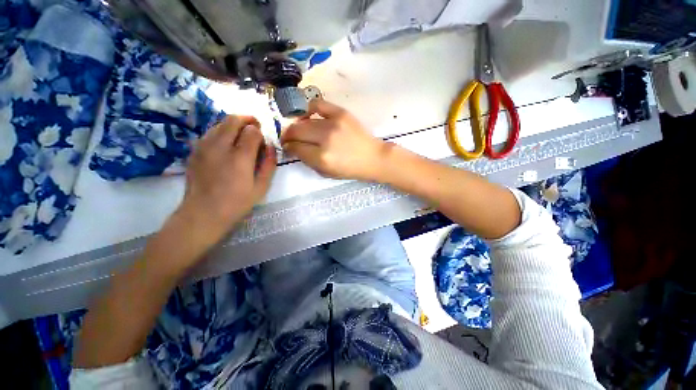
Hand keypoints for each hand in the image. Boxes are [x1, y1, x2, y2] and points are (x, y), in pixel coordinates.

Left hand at [173, 116, 276, 256]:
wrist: (203, 213)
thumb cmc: (237, 202)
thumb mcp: (261, 187)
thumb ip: (269, 164)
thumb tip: (270, 147)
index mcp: (239, 157)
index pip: (252, 131)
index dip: (260, 132)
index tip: (263, 140)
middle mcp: (219, 146)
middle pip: (233, 119)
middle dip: (247, 120)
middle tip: (255, 127)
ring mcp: (203, 146)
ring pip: (219, 123)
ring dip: (233, 124)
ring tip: (241, 135)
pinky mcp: (194, 150)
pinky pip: (209, 132)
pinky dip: (221, 132)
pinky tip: (226, 144)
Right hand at [281, 99, 389, 180]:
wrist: (373, 157)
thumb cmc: (350, 169)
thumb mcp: (327, 173)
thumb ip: (308, 161)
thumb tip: (294, 149)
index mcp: (322, 158)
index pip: (295, 148)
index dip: (288, 148)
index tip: (288, 147)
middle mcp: (325, 139)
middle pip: (296, 131)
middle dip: (288, 136)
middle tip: (289, 139)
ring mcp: (333, 123)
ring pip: (304, 120)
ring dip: (297, 125)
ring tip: (299, 129)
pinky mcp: (341, 113)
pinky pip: (317, 104)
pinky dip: (309, 109)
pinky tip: (309, 115)